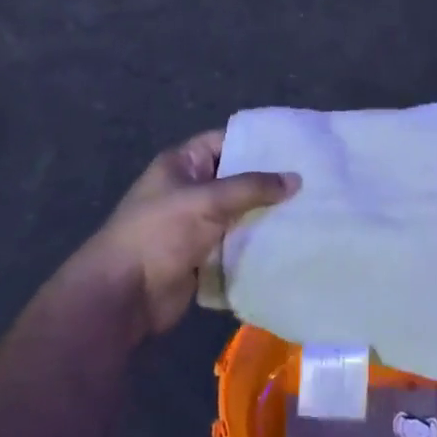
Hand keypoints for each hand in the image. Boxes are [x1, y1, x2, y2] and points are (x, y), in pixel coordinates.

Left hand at [78, 131, 299, 336]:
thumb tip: (296, 179)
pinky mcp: (202, 257)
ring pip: (238, 214)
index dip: (256, 142)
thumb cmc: (160, 233)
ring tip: (310, 210)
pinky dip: (256, 244)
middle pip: (235, 179)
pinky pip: (235, 244)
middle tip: (312, 179)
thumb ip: (252, 188)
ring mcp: (195, 225)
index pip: (225, 141)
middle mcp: (189, 189)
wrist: (124, 296)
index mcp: (182, 164)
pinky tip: (290, 242)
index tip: (295, 145)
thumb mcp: (206, 200)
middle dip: (268, 182)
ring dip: (265, 216)